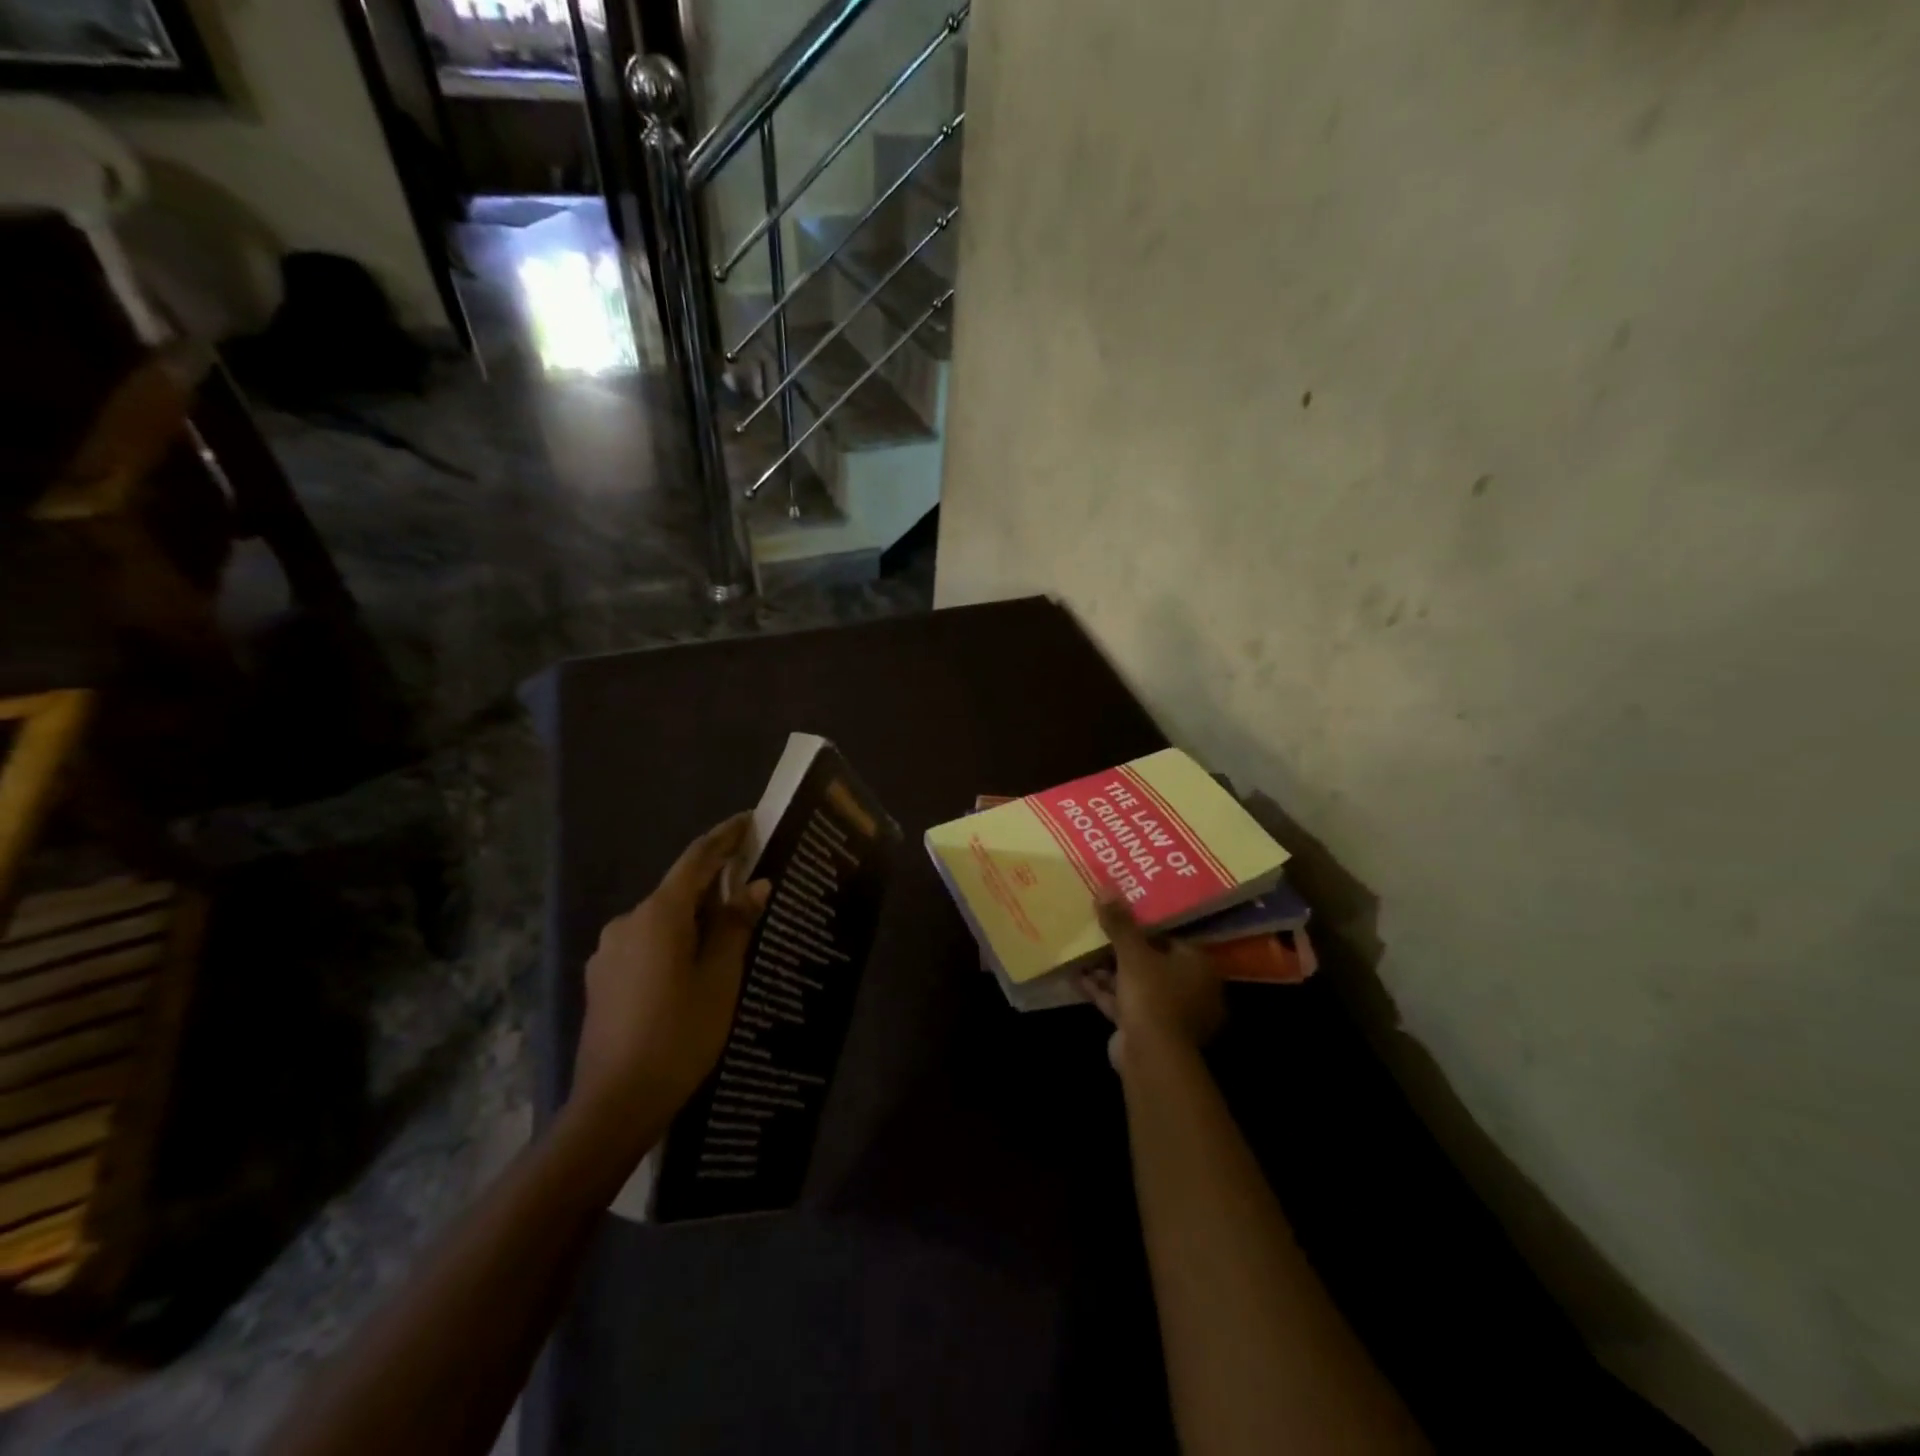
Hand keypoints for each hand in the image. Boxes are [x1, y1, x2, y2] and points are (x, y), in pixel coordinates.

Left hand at [573, 815, 768, 1131]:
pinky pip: (645, 943)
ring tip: (726, 937)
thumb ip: (735, 926)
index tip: (749, 820)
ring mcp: (608, 951)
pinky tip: (690, 969)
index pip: (696, 859)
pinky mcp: (601, 978)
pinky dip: (672, 942)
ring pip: (661, 919)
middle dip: (713, 884)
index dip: (724, 837)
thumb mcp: (720, 979)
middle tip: (750, 888)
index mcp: (659, 914)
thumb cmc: (679, 1035)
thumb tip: (755, 886)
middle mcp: (627, 922)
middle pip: (678, 890)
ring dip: (693, 918)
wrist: (615, 1103)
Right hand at [1078, 896, 1224, 1071]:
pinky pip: (1125, 1003)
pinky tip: (1078, 978)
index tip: (1121, 915)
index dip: (1145, 927)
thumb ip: (1120, 923)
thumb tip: (1106, 888)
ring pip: (1136, 984)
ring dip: (1109, 971)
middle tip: (1098, 932)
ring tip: (1082, 952)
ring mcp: (1170, 1013)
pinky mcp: (1148, 1030)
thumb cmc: (1153, 995)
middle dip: (1122, 950)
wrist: (1151, 1056)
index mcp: (1198, 966)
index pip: (1172, 938)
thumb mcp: (1133, 953)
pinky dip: (1104, 992)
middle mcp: (1190, 989)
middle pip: (1152, 962)